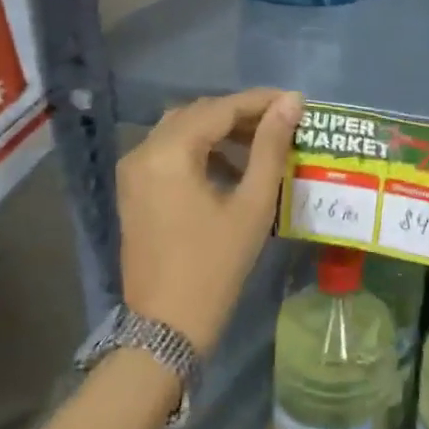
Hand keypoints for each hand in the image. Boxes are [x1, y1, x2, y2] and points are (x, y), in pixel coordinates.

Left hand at [117, 88, 301, 353]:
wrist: (166, 327)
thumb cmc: (214, 265)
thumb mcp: (251, 204)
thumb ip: (270, 147)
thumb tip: (291, 102)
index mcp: (168, 152)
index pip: (219, 108)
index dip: (259, 101)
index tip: (294, 101)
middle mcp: (143, 151)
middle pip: (197, 114)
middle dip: (239, 114)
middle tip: (281, 122)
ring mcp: (133, 171)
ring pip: (181, 130)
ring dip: (219, 131)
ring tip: (261, 143)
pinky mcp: (133, 189)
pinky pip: (169, 152)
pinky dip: (200, 150)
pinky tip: (231, 168)